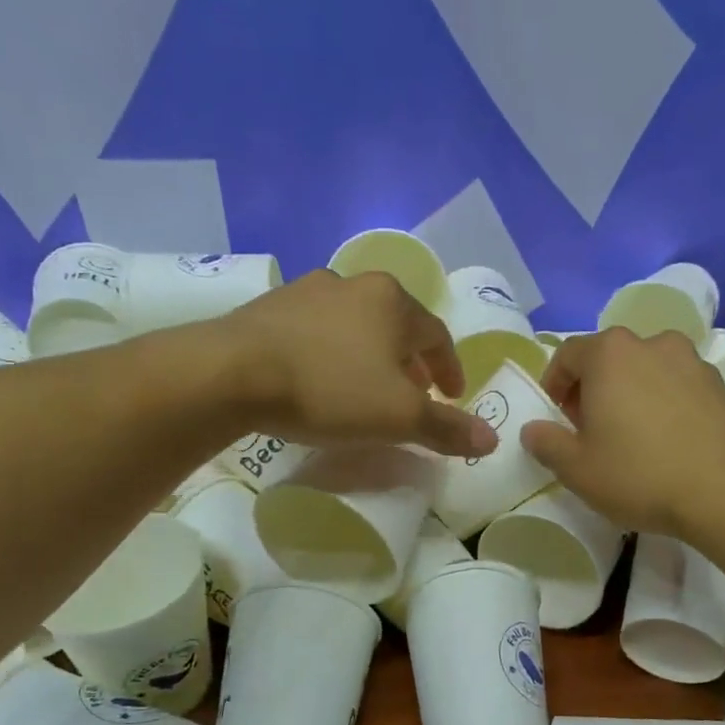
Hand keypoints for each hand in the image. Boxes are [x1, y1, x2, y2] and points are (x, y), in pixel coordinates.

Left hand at [217, 270, 496, 457]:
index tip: (452, 396)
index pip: (438, 336)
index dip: (450, 369)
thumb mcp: (398, 417)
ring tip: (367, 387)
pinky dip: (332, 352)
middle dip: (411, 361)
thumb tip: (492, 439)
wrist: (232, 373)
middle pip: (397, 325)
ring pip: (356, 324)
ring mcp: (307, 290)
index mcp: (393, 301)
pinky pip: (317, 330)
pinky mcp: (270, 307)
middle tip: (414, 393)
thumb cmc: (330, 389)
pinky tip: (320, 377)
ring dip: (371, 354)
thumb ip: (447, 427)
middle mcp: (354, 284)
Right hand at [520, 328, 724, 534]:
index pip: (568, 354)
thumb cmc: (639, 475)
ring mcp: (692, 362)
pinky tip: (666, 441)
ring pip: (646, 369)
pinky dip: (663, 403)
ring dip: (630, 393)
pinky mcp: (721, 385)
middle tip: (589, 429)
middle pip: (609, 358)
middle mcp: (652, 344)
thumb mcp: (576, 469)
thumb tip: (533, 430)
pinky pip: (677, 386)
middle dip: (592, 388)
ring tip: (631, 435)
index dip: (554, 384)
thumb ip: (546, 443)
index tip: (556, 417)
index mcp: (611, 353)